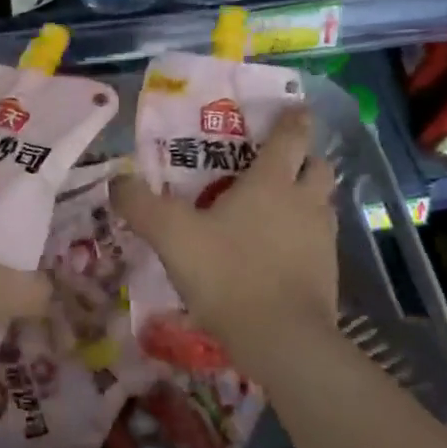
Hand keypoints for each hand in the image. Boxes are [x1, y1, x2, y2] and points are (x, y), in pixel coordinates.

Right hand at [114, 106, 341, 373]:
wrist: (280, 339)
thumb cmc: (227, 273)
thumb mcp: (171, 235)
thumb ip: (140, 205)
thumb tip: (117, 181)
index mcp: (271, 183)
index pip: (291, 138)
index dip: (293, 120)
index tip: (295, 108)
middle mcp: (304, 203)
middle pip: (319, 166)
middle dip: (305, 158)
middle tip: (279, 163)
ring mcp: (322, 240)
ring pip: (323, 204)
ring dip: (307, 198)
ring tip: (276, 208)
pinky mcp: (328, 274)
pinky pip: (320, 241)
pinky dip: (304, 237)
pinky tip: (279, 253)